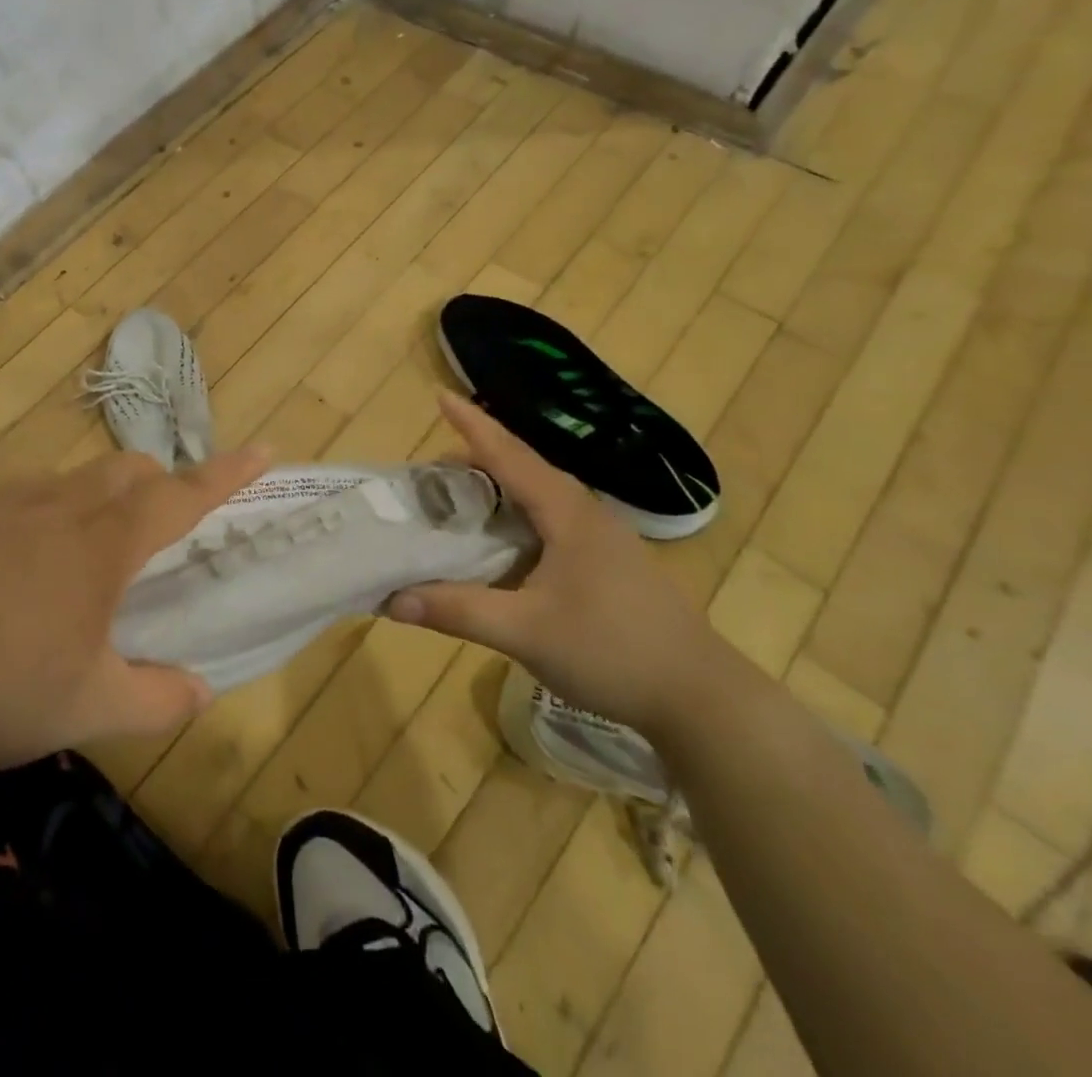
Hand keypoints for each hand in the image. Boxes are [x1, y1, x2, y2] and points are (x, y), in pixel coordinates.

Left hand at [0, 446, 268, 771]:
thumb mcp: (88, 708)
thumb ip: (156, 699)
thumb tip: (200, 690)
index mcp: (103, 546)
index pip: (181, 496)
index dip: (227, 474)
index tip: (264, 450)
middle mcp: (62, 509)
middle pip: (129, 469)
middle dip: (162, 483)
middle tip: (166, 527)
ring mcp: (7, 507)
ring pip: (79, 477)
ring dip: (107, 495)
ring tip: (97, 551)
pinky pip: (30, 494)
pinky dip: (55, 510)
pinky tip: (29, 561)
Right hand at [388, 393, 726, 736]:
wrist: (699, 696)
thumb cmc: (612, 651)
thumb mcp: (525, 632)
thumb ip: (458, 610)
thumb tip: (392, 599)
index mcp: (566, 512)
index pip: (508, 454)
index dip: (471, 424)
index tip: (440, 396)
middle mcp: (583, 512)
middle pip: (522, 468)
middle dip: (475, 458)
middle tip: (429, 471)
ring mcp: (600, 536)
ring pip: (537, 495)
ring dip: (496, 488)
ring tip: (458, 498)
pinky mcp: (607, 560)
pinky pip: (550, 519)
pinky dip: (515, 516)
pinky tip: (501, 542)